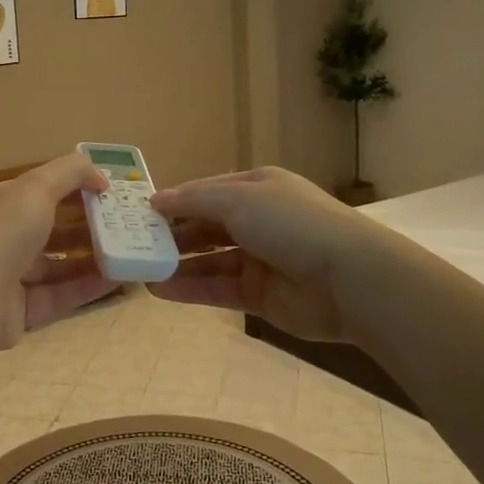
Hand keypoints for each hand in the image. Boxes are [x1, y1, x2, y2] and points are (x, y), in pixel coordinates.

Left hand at [0, 153, 114, 348]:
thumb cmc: (1, 233)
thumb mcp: (36, 187)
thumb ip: (70, 172)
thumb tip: (99, 177)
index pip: (36, 190)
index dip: (72, 187)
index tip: (108, 191)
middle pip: (48, 228)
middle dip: (86, 224)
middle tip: (124, 223)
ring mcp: (6, 277)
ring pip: (56, 265)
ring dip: (91, 257)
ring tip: (128, 252)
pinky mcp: (19, 311)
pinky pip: (59, 295)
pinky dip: (86, 287)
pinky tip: (118, 280)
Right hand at [149, 167, 367, 341]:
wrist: (349, 279)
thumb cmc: (292, 224)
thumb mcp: (238, 198)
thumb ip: (193, 201)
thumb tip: (155, 201)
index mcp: (257, 188)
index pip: (206, 192)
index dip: (174, 202)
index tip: (139, 215)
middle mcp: (257, 221)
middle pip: (205, 227)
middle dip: (171, 235)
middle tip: (133, 245)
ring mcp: (259, 259)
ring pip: (208, 260)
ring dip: (176, 265)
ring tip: (139, 271)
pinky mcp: (259, 296)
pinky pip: (217, 289)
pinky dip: (189, 289)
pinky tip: (159, 290)